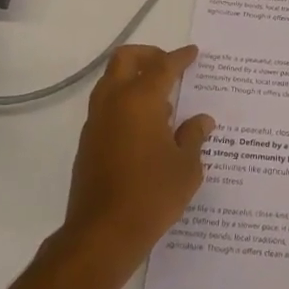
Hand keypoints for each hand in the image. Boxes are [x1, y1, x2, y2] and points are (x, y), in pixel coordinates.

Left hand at [61, 45, 214, 268]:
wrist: (102, 235)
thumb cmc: (152, 195)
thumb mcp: (186, 167)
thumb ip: (193, 137)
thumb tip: (201, 121)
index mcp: (140, 100)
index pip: (162, 66)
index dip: (180, 57)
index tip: (193, 53)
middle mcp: (113, 103)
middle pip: (125, 60)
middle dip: (148, 55)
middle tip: (170, 66)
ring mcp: (95, 123)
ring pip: (110, 82)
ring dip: (133, 79)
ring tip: (163, 101)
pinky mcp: (87, 144)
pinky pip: (106, 107)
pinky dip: (125, 103)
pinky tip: (146, 128)